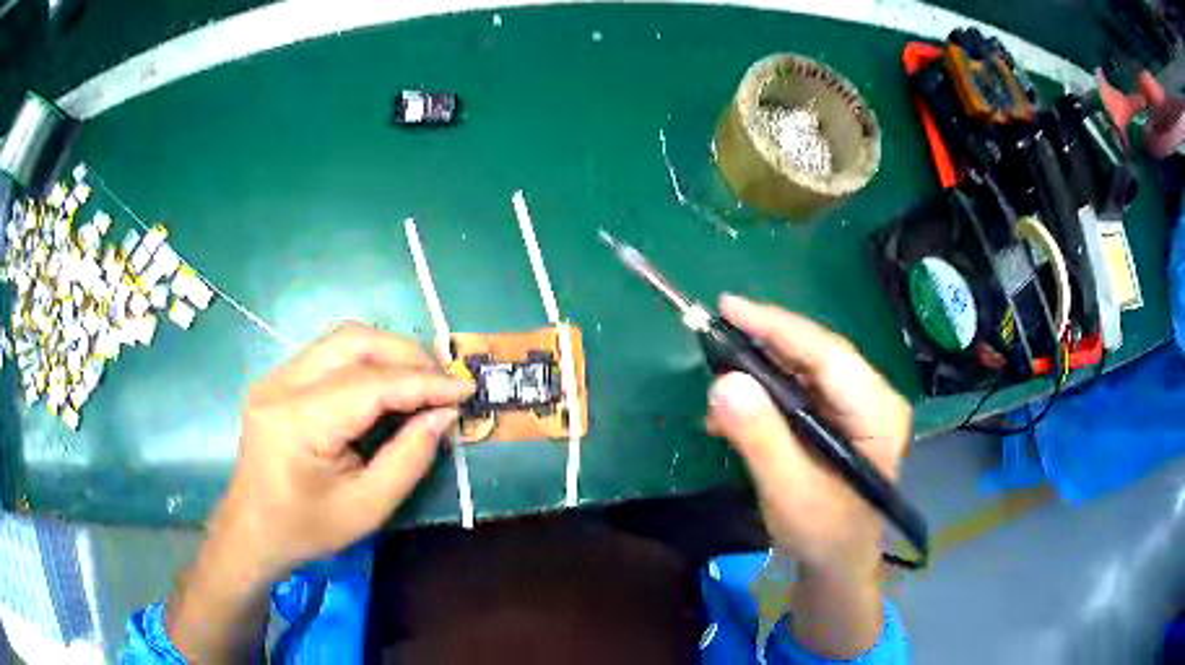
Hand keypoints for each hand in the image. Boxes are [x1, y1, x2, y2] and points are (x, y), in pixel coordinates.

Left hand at [167, 323, 472, 660]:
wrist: (251, 530)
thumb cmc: (307, 530)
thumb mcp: (366, 508)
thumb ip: (408, 459)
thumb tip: (443, 415)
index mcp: (298, 421)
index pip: (370, 383)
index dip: (422, 382)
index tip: (465, 389)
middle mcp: (282, 384)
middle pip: (353, 340)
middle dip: (407, 354)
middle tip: (443, 382)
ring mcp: (276, 377)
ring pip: (342, 339)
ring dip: (387, 352)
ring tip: (421, 380)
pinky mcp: (279, 380)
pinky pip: (330, 354)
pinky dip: (366, 361)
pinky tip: (386, 385)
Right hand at [705, 296, 910, 657]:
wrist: (838, 561)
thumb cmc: (823, 533)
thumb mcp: (789, 491)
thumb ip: (760, 438)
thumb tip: (723, 382)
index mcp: (878, 412)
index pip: (827, 354)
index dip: (778, 326)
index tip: (728, 307)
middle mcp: (873, 397)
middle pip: (816, 354)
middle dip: (763, 346)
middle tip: (713, 337)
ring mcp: (858, 405)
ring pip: (805, 368)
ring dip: (759, 373)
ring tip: (718, 388)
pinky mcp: (840, 416)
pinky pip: (800, 389)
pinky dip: (765, 394)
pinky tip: (736, 411)